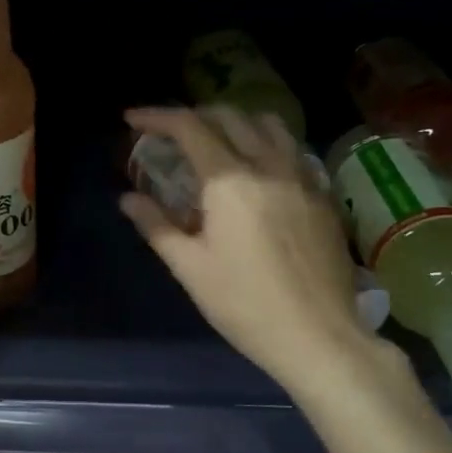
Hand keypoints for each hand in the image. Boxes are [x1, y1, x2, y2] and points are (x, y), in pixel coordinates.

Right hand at [121, 106, 397, 398]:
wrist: (318, 336)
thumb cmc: (244, 305)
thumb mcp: (190, 268)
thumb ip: (157, 225)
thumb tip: (128, 198)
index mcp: (230, 181)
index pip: (190, 128)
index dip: (157, 117)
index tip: (133, 120)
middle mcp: (269, 166)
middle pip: (230, 116)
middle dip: (194, 116)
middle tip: (169, 134)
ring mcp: (302, 178)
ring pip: (269, 125)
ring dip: (235, 122)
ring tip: (215, 141)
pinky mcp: (323, 196)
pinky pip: (292, 150)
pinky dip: (266, 144)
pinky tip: (256, 172)